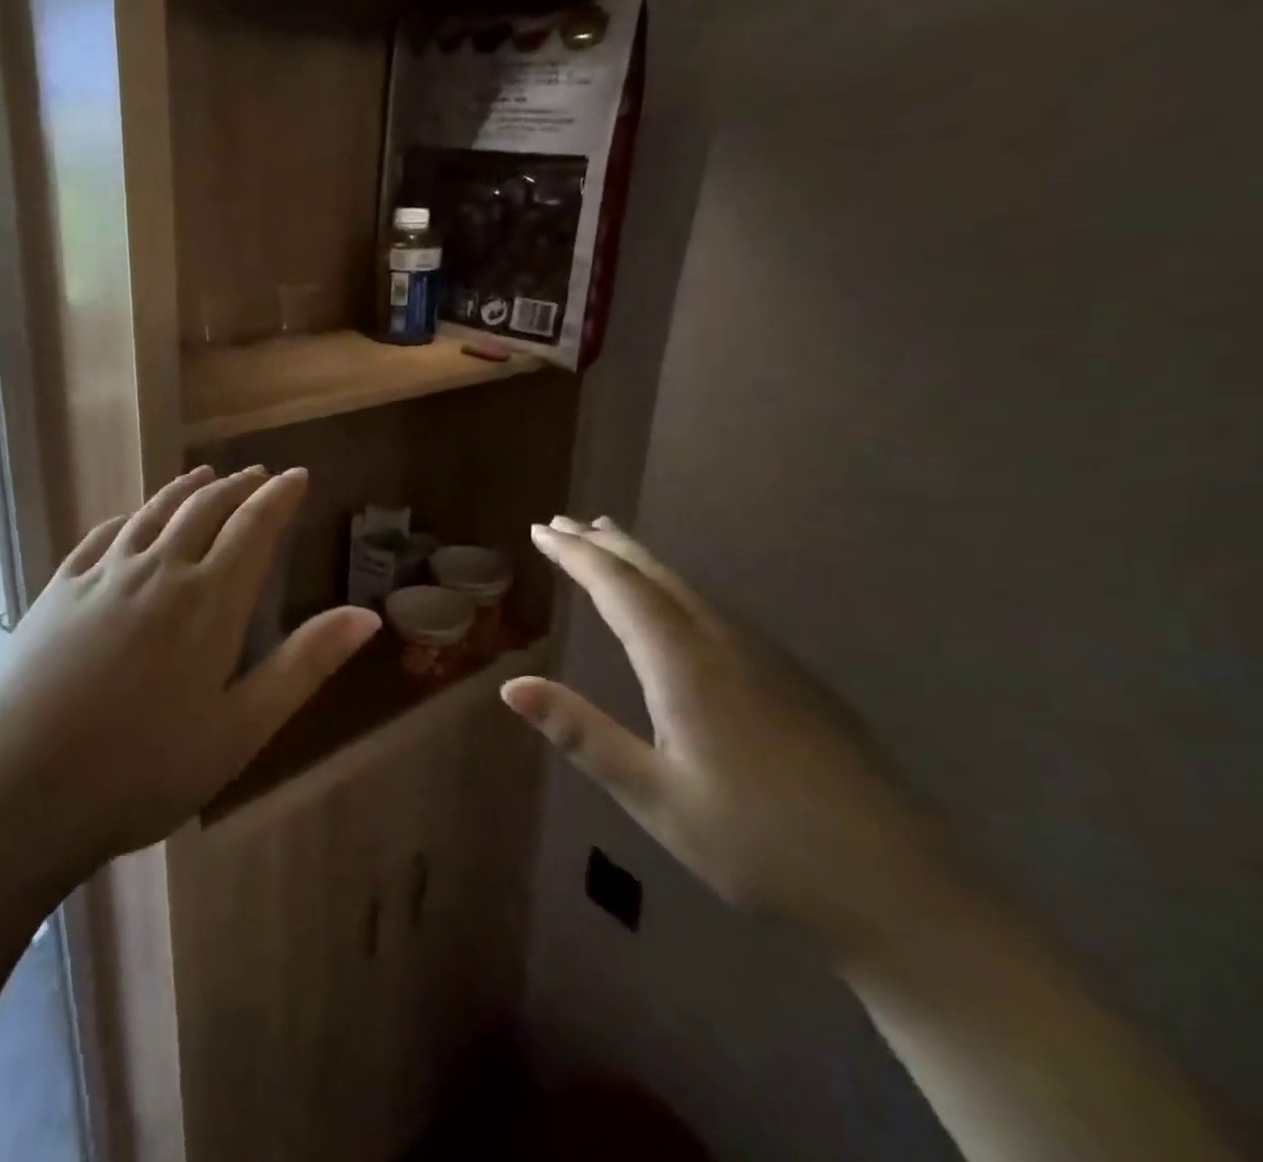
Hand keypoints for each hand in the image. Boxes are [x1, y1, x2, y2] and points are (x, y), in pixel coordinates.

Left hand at [0, 466, 379, 883]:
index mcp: (208, 601)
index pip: (254, 527)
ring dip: (185, 490)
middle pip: (204, 509)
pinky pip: (103, 535)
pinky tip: (131, 519)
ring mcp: (101, 576)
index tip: (296, 475)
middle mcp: (158, 570)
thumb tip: (367, 616)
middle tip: (258, 474)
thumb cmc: (142, 771)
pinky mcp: (58, 590)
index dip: (279, 497)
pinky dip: (129, 517)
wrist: (14, 791)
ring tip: (206, 476)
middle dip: (237, 486)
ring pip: (153, 514)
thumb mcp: (241, 729)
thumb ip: (304, 665)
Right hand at [504, 516, 957, 955]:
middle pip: (656, 574)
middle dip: (605, 544)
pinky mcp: (795, 678)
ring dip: (641, 560)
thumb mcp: (654, 797)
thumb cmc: (758, 846)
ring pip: (690, 587)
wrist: (902, 890)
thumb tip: (510, 685)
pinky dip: (676, 587)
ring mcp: (768, 657)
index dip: (576, 555)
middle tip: (565, 521)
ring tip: (610, 541)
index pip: (619, 588)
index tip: (541, 530)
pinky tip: (676, 602)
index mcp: (685, 665)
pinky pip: (717, 608)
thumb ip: (581, 734)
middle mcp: (725, 644)